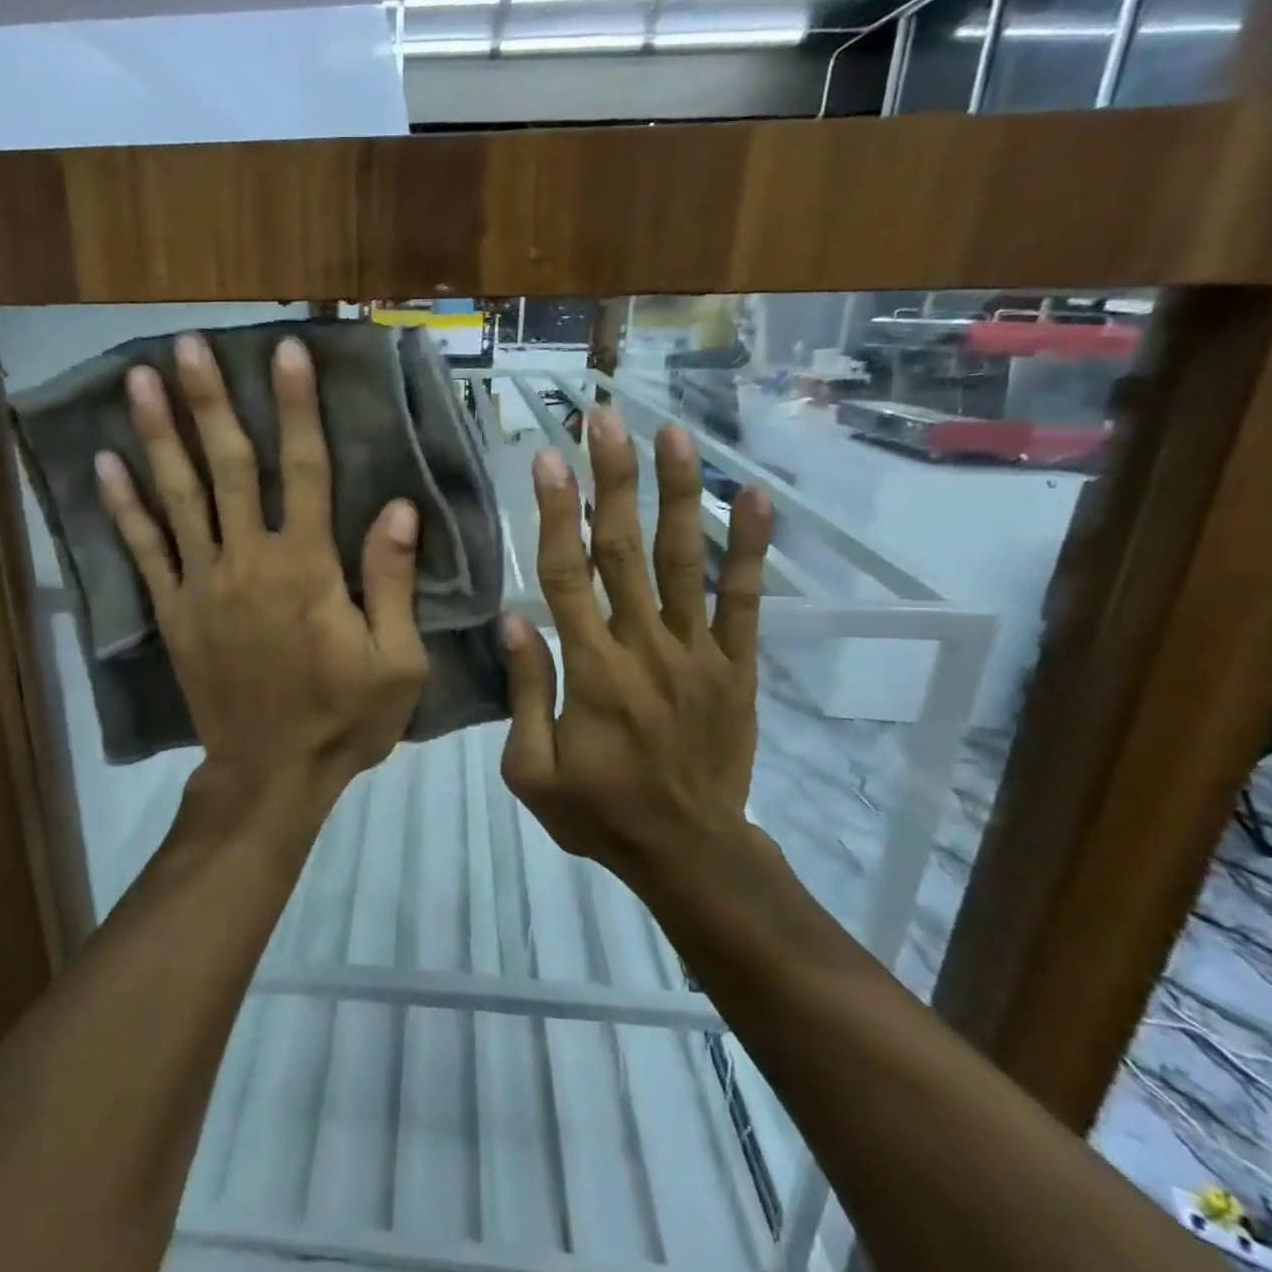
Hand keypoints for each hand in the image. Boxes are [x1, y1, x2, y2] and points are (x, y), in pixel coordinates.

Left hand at [95, 334, 428, 816]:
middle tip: (189, 345)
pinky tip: (105, 463)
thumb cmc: (342, 719)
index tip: (286, 352)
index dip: (298, 409)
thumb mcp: (396, 661)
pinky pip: (145, 551)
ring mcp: (203, 585)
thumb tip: (398, 508)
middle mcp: (249, 562)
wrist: (270, 775)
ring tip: (139, 378)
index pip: (306, 471)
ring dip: (159, 436)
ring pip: (179, 497)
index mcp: (308, 569)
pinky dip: (124, 507)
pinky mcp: (174, 612)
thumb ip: (392, 582)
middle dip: (211, 402)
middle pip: (229, 468)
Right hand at [499, 408, 773, 886]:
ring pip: (684, 560)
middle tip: (606, 419)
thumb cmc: (599, 812)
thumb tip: (515, 620)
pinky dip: (750, 548)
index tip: (548, 458)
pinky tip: (755, 497)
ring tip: (673, 434)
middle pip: (623, 549)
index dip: (555, 513)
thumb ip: (526, 692)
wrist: (689, 852)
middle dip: (613, 479)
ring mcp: (698, 652)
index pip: (567, 574)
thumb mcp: (532, 770)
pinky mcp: (736, 665)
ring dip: (677, 493)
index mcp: (591, 670)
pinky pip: (744, 600)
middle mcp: (645, 646)